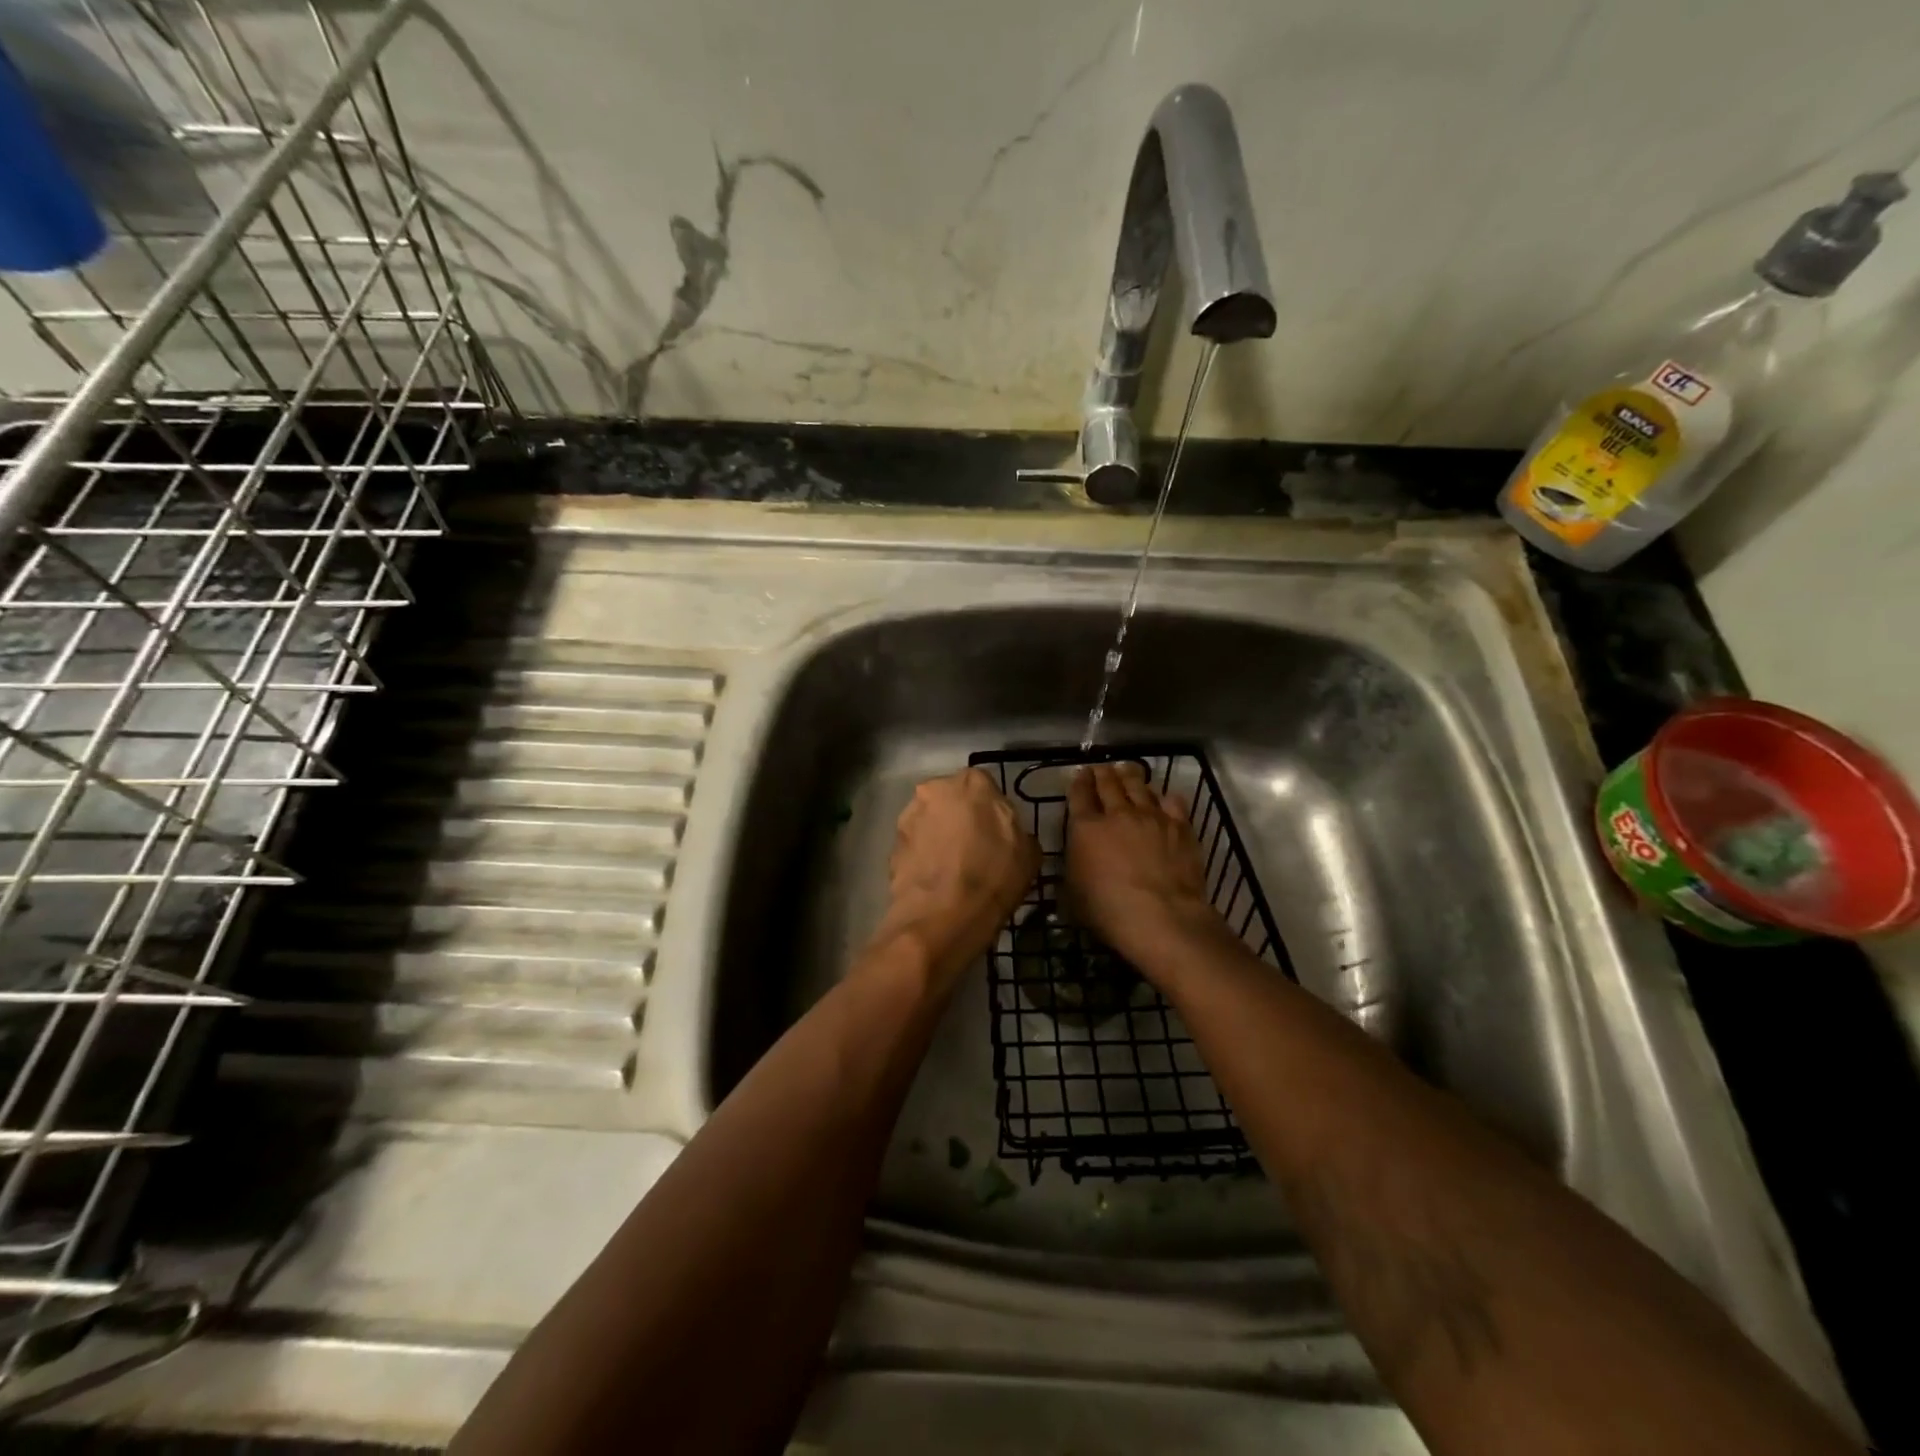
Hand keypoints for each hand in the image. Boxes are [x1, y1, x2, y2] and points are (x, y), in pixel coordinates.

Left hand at [875, 768, 1039, 984]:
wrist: (944, 915)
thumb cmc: (994, 876)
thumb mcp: (1029, 853)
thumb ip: (1016, 829)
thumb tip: (1008, 834)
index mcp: (973, 782)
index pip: (984, 787)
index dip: (990, 811)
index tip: (996, 833)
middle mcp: (935, 789)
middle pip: (951, 799)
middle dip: (960, 817)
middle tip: (973, 847)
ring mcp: (909, 816)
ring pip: (929, 820)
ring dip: (938, 835)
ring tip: (951, 867)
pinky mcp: (892, 844)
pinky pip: (915, 845)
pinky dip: (923, 857)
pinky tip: (935, 880)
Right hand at [1066, 763, 1229, 972]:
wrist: (1161, 916)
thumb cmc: (1108, 910)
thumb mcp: (1073, 893)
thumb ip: (1074, 868)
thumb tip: (1075, 861)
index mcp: (1086, 828)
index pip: (1079, 795)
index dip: (1078, 782)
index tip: (1080, 774)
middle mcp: (1118, 814)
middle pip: (1108, 784)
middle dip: (1102, 773)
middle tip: (1101, 768)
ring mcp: (1151, 817)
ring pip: (1139, 786)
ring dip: (1130, 776)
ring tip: (1127, 769)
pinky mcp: (1180, 827)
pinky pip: (1172, 802)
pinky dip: (1165, 798)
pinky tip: (1165, 797)